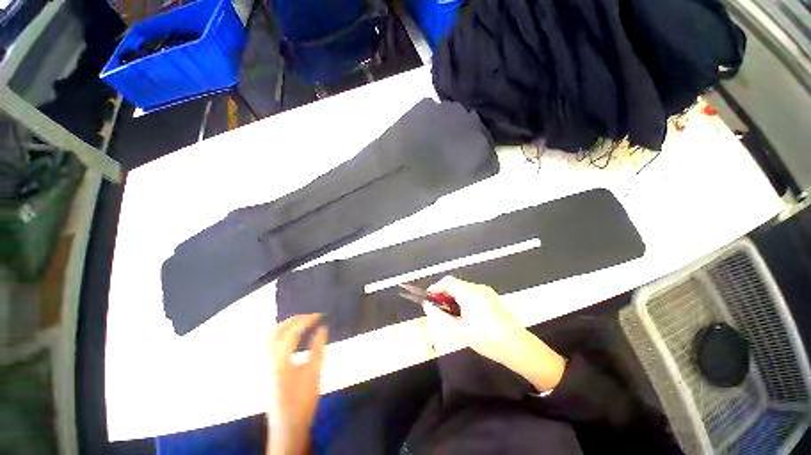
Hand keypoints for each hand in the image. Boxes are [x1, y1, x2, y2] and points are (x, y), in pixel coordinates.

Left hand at [268, 314, 327, 454]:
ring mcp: (266, 364)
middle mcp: (269, 358)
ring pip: (271, 337)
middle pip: (277, 330)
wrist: (287, 427)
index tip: (320, 315)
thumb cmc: (303, 400)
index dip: (307, 320)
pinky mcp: (267, 370)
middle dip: (294, 320)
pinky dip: (282, 335)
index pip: (293, 331)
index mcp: (280, 358)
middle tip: (311, 317)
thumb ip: (318, 347)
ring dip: (286, 326)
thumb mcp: (314, 372)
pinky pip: (271, 344)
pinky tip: (293, 338)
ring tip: (303, 323)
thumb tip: (323, 328)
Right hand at [424, 276, 566, 391]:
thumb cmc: (486, 339)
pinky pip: (472, 293)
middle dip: (444, 294)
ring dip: (453, 297)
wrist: (516, 346)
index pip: (448, 281)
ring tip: (451, 314)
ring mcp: (486, 291)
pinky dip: (463, 299)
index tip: (428, 299)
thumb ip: (440, 317)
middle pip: (455, 284)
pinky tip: (465, 314)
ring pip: (463, 289)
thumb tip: (427, 306)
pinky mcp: (491, 297)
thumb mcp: (459, 331)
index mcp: (469, 293)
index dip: (436, 288)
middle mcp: (477, 288)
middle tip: (438, 309)